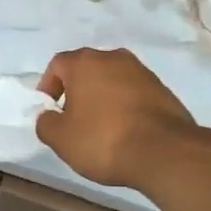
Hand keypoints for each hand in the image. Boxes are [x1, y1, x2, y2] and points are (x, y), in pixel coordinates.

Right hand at [36, 48, 197, 191]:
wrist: (165, 152)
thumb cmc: (104, 140)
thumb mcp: (61, 138)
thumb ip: (45, 123)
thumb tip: (49, 116)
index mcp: (85, 62)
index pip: (57, 65)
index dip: (48, 88)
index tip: (50, 112)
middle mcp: (113, 57)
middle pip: (86, 70)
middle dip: (77, 92)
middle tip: (74, 120)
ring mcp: (142, 71)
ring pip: (112, 80)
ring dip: (103, 98)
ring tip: (102, 128)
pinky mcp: (163, 89)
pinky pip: (133, 93)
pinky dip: (125, 106)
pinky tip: (126, 131)